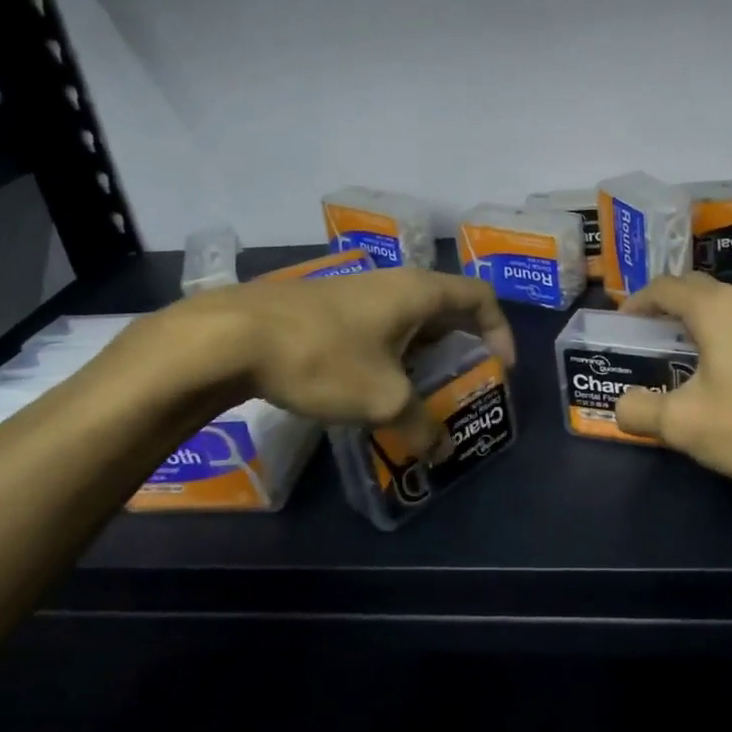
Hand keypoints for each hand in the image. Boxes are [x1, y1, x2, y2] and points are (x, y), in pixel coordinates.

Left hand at [133, 268, 515, 453]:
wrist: (231, 338)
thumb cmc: (323, 358)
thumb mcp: (382, 400)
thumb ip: (420, 426)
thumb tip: (439, 450)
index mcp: (419, 291)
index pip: (480, 297)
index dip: (500, 330)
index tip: (500, 369)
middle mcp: (393, 282)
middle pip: (445, 307)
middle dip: (461, 345)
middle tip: (462, 383)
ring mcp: (356, 291)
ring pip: (407, 318)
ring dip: (422, 352)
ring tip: (419, 392)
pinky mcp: (325, 306)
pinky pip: (376, 325)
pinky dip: (390, 352)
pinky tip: (371, 385)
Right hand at [613, 274, 731, 540]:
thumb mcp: (683, 425)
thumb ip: (640, 412)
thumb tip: (621, 407)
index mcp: (716, 309)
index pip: (664, 287)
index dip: (636, 302)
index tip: (621, 325)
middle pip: (696, 289)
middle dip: (666, 305)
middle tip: (647, 335)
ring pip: (726, 307)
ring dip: (697, 321)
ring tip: (681, 354)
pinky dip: (724, 336)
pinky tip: (725, 375)